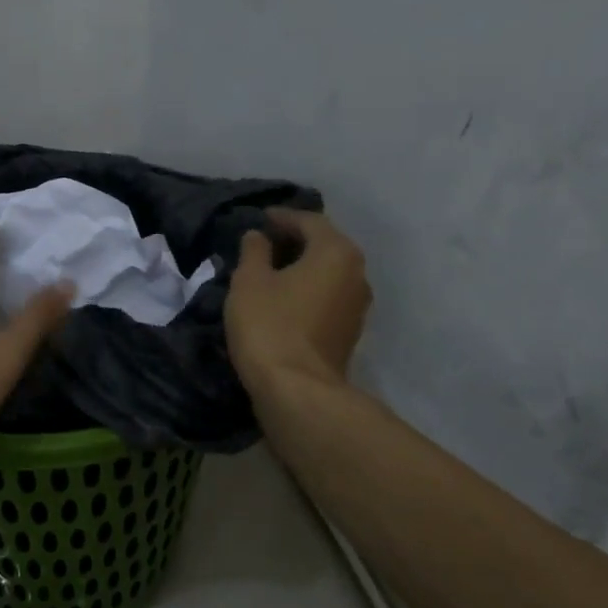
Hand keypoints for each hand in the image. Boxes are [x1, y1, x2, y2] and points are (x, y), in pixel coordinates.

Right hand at [225, 208, 370, 394]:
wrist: (297, 389)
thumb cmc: (270, 325)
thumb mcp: (249, 281)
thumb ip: (254, 251)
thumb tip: (258, 236)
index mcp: (336, 252)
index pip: (309, 221)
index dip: (282, 217)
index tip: (260, 218)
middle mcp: (356, 273)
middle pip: (325, 245)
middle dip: (295, 241)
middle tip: (263, 243)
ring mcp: (358, 305)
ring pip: (328, 273)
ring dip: (302, 267)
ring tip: (271, 271)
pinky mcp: (350, 332)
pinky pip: (328, 297)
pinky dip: (308, 290)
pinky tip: (284, 298)